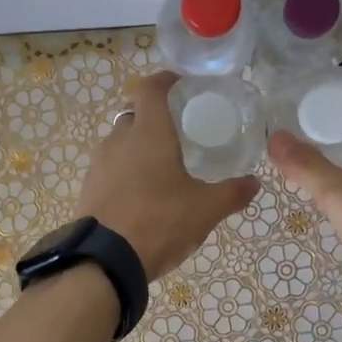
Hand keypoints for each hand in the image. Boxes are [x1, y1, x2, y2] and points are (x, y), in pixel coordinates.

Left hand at [77, 71, 259, 279]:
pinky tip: (141, 195)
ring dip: (138, 148)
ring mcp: (98, 165)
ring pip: (120, 143)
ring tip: (161, 167)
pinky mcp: (88, 189)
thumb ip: (232, 193)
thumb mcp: (205, 209)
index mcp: (148, 132)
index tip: (181, 84)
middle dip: (154, 119)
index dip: (165, 80)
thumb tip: (254, 183)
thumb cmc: (159, 221)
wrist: (104, 260)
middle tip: (178, 133)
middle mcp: (119, 140)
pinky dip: (125, 172)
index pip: (151, 89)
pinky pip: (110, 169)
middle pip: (134, 116)